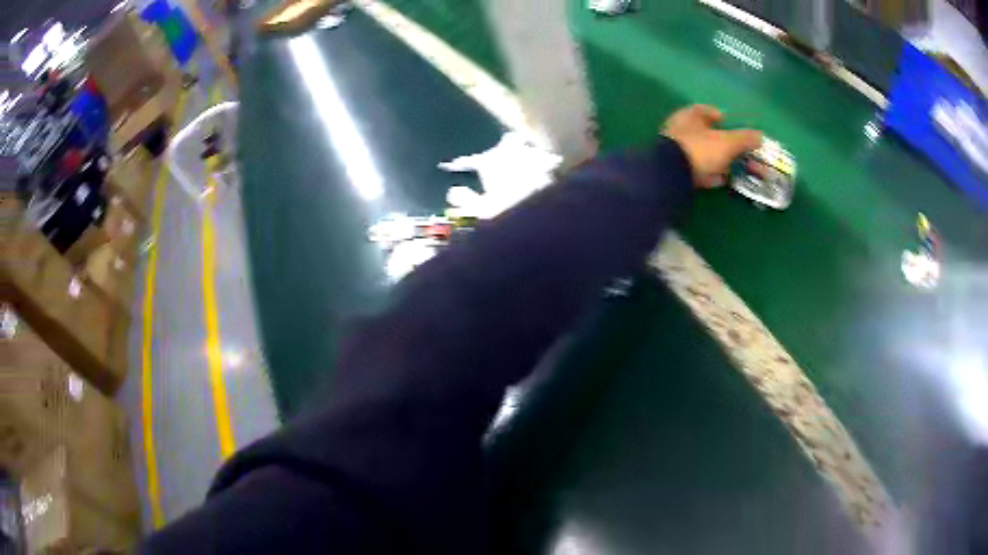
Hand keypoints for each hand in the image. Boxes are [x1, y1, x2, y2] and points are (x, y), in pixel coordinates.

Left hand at [662, 105, 762, 188]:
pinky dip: (708, 173)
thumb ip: (744, 139)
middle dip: (724, 144)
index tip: (734, 128)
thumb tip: (760, 135)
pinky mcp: (674, 169)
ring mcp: (675, 149)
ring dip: (717, 160)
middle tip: (739, 153)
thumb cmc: (700, 149)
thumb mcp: (727, 143)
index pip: (708, 111)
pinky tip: (718, 181)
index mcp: (690, 115)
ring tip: (732, 169)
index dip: (723, 118)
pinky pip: (695, 169)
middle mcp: (680, 128)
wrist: (670, 175)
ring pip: (702, 153)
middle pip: (707, 134)